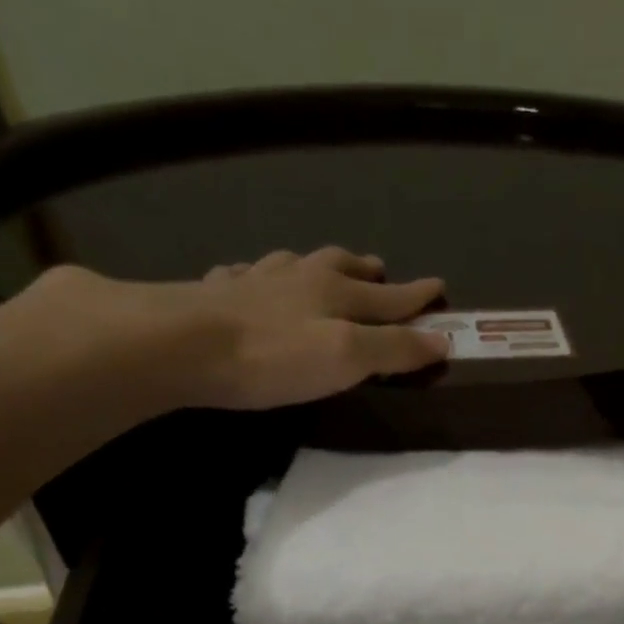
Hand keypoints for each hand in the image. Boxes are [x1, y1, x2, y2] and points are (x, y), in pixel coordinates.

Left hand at [21, 247, 448, 409]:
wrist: (181, 343)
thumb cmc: (274, 357)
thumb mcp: (347, 358)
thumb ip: (394, 350)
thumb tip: (443, 340)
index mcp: (336, 294)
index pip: (389, 297)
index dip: (416, 296)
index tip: (440, 287)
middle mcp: (299, 278)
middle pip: (341, 268)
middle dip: (368, 273)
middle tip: (381, 270)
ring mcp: (254, 281)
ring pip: (294, 264)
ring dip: (316, 265)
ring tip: (323, 268)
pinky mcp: (215, 294)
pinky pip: (245, 275)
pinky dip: (258, 276)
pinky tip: (250, 279)